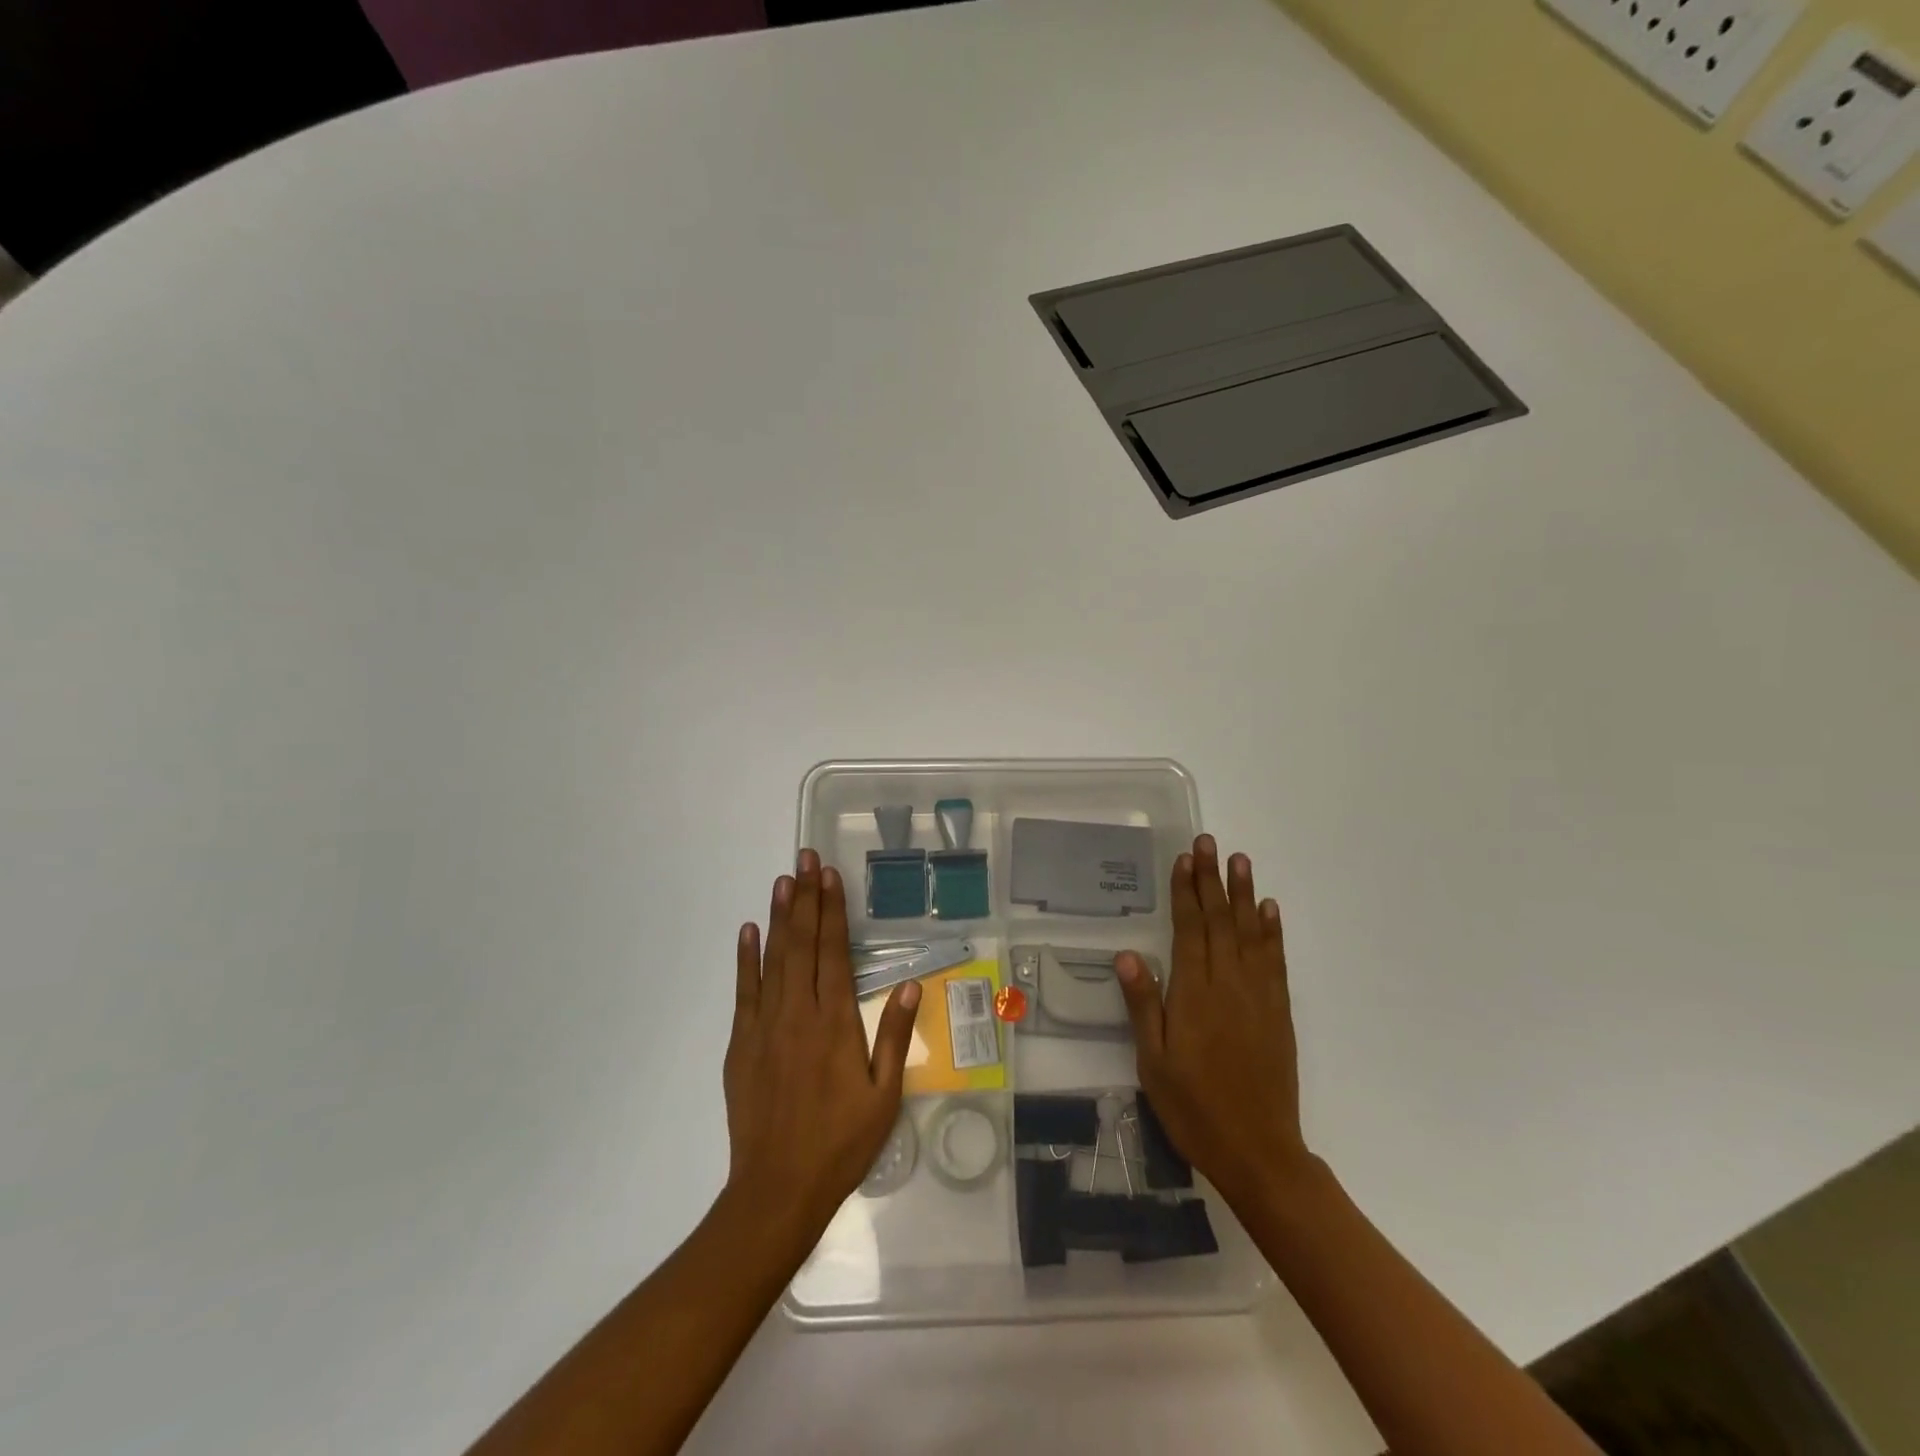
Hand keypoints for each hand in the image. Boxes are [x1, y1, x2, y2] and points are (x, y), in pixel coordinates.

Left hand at [722, 849, 920, 1242]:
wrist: (778, 1189)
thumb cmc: (841, 1142)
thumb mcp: (884, 1095)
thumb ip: (894, 1035)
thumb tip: (908, 984)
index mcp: (836, 1021)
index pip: (834, 950)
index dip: (833, 909)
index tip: (829, 875)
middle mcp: (799, 1012)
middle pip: (803, 943)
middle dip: (806, 897)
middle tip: (804, 858)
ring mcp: (765, 1025)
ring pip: (773, 958)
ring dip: (780, 916)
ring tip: (783, 880)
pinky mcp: (741, 1043)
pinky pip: (744, 990)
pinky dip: (746, 958)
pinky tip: (749, 930)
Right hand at [1115, 835, 1313, 1209]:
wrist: (1259, 1151)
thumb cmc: (1194, 1108)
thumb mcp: (1153, 1062)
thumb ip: (1143, 1005)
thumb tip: (1128, 954)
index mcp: (1194, 994)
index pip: (1190, 929)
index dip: (1186, 892)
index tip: (1184, 859)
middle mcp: (1228, 985)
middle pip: (1219, 921)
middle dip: (1212, 879)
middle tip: (1209, 843)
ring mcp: (1258, 996)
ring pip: (1249, 933)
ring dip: (1243, 894)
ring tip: (1240, 860)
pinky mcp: (1279, 1011)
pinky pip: (1275, 961)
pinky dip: (1271, 931)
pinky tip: (1268, 909)